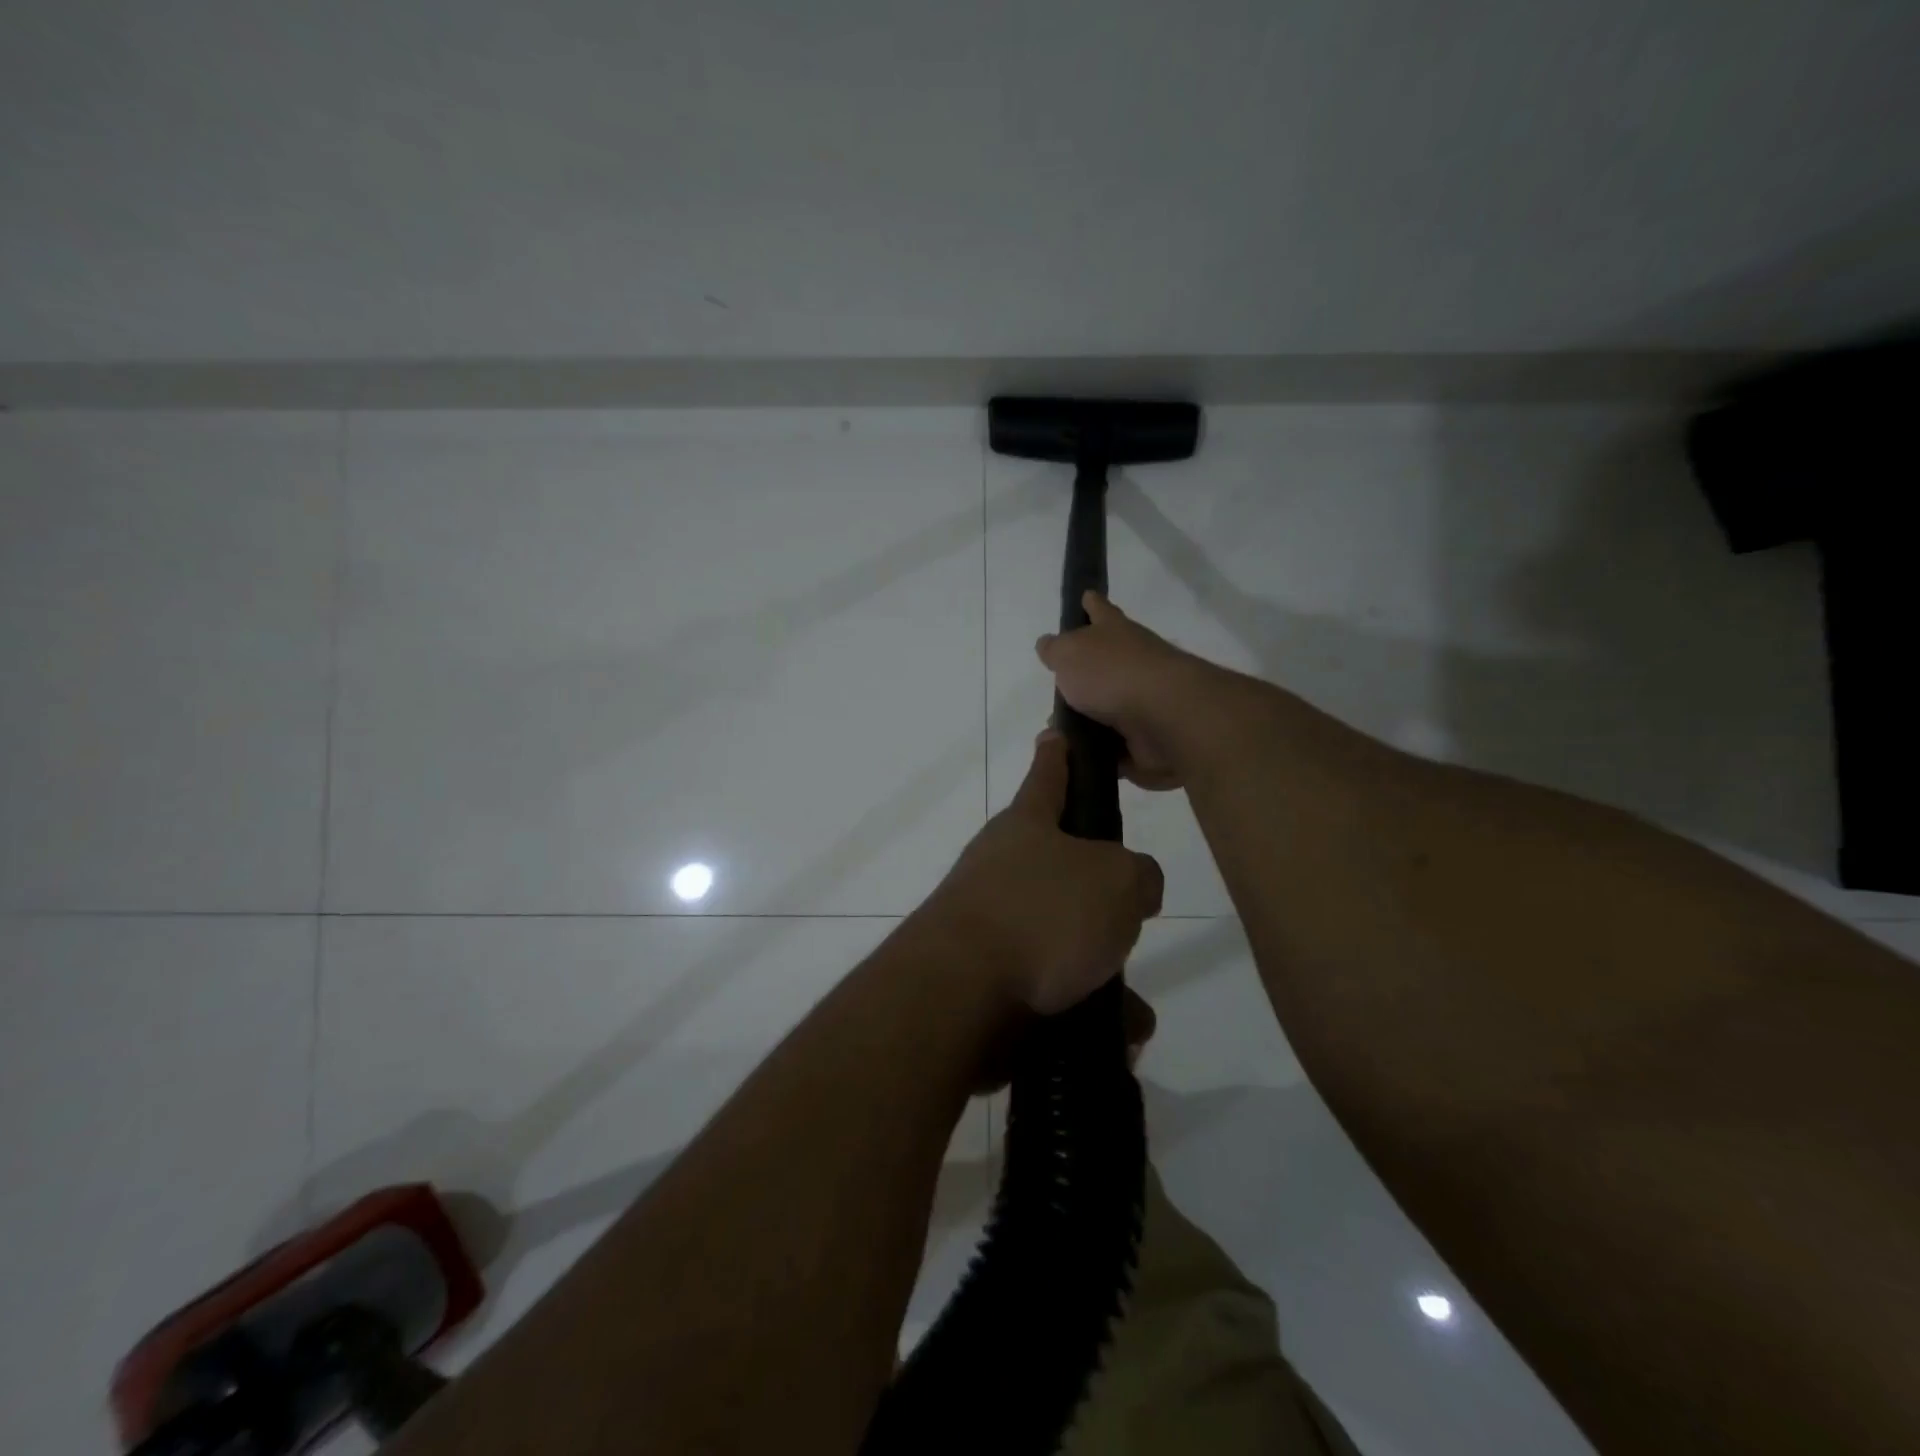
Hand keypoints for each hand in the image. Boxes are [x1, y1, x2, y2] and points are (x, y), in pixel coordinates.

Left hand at [925, 730, 1163, 1015]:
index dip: (1058, 753)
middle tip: (1131, 915)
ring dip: (1100, 971)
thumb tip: (1135, 889)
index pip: (1048, 775)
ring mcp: (989, 924)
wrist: (960, 995)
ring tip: (1133, 1009)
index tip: (1056, 733)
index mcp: (1026, 827)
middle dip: (1099, 894)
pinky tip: (1115, 1037)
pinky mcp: (986, 979)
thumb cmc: (1042, 915)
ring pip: (1062, 940)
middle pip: (1059, 867)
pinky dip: (1082, 1012)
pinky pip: (1050, 991)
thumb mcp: (1117, 880)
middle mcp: (1001, 868)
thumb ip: (1139, 875)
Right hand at [1036, 592, 1210, 789]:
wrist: (1165, 719)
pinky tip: (1073, 760)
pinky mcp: (1145, 742)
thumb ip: (1056, 650)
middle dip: (1080, 680)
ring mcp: (1142, 704)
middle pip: (1103, 667)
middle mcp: (1132, 664)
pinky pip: (1113, 749)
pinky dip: (1097, 755)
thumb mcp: (1070, 653)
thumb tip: (1048, 645)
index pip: (1100, 611)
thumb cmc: (1113, 674)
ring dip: (1084, 723)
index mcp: (1115, 634)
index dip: (1091, 605)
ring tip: (1056, 735)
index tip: (1086, 596)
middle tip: (1054, 695)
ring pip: (1105, 712)